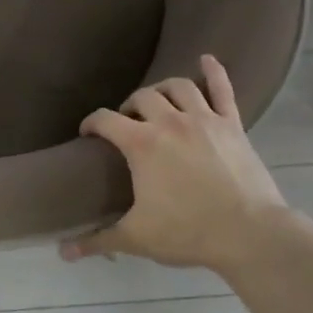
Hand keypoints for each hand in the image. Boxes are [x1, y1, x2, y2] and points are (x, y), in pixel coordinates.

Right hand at [62, 55, 312, 273]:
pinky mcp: (232, 124)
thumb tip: (62, 253)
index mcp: (141, 144)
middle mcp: (170, 122)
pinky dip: (214, 72)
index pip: (105, 120)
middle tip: (128, 125)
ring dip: (163, 90)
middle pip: (141, 98)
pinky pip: (223, 89)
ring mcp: (204, 119)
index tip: (88, 133)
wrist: (250, 234)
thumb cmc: (188, 233)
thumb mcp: (137, 238)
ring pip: (178, 87)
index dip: (91, 123)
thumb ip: (98, 240)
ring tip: (158, 102)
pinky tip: (207, 59)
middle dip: (129, 107)